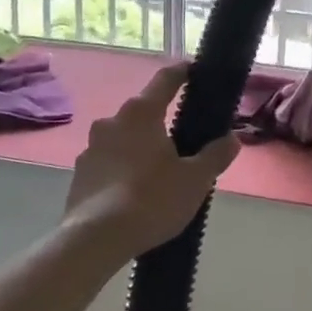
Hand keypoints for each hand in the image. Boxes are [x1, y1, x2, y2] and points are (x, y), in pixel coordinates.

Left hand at [61, 62, 238, 259]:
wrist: (95, 240)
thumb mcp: (196, 179)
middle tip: (184, 141)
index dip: (182, 73)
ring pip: (124, 140)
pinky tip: (136, 194)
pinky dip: (124, 171)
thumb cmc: (151, 200)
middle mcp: (111, 122)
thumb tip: (232, 139)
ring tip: (160, 173)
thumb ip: (216, 155)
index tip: (194, 70)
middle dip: (162, 123)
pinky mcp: (79, 176)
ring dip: (141, 148)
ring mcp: (90, 149)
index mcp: (141, 114)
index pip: (165, 80)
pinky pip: (109, 164)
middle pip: (143, 113)